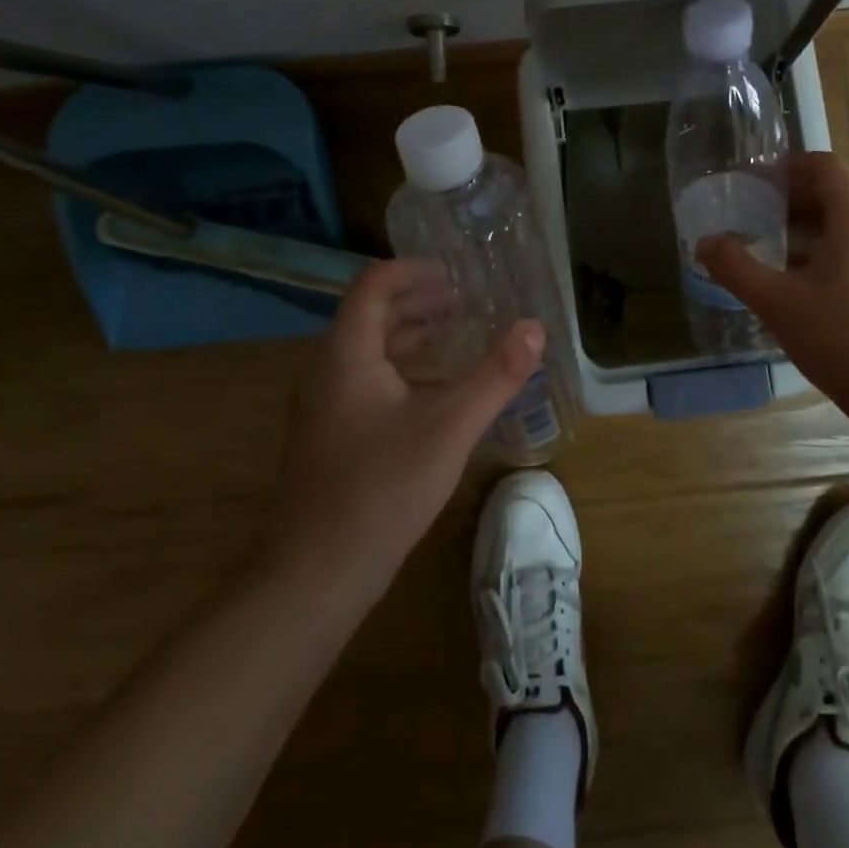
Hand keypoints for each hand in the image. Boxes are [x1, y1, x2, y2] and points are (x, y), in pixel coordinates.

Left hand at [265, 259, 542, 599]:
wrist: (313, 576)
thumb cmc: (381, 489)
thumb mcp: (449, 427)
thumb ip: (495, 375)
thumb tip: (534, 326)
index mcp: (348, 355)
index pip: (374, 285)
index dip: (413, 270)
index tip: (456, 273)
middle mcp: (329, 372)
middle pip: (372, 315)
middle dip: (420, 301)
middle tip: (468, 301)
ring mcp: (327, 408)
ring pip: (371, 351)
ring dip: (413, 336)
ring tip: (459, 335)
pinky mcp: (333, 438)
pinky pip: (369, 382)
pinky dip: (405, 370)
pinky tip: (438, 393)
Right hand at [697, 153, 848, 401]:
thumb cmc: (841, 338)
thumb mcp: (776, 302)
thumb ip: (735, 268)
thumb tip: (705, 242)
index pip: (826, 167)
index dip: (790, 166)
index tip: (758, 184)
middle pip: (835, 195)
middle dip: (792, 200)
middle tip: (755, 218)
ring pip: (846, 228)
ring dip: (807, 230)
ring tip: (772, 253)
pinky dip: (825, 255)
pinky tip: (801, 290)